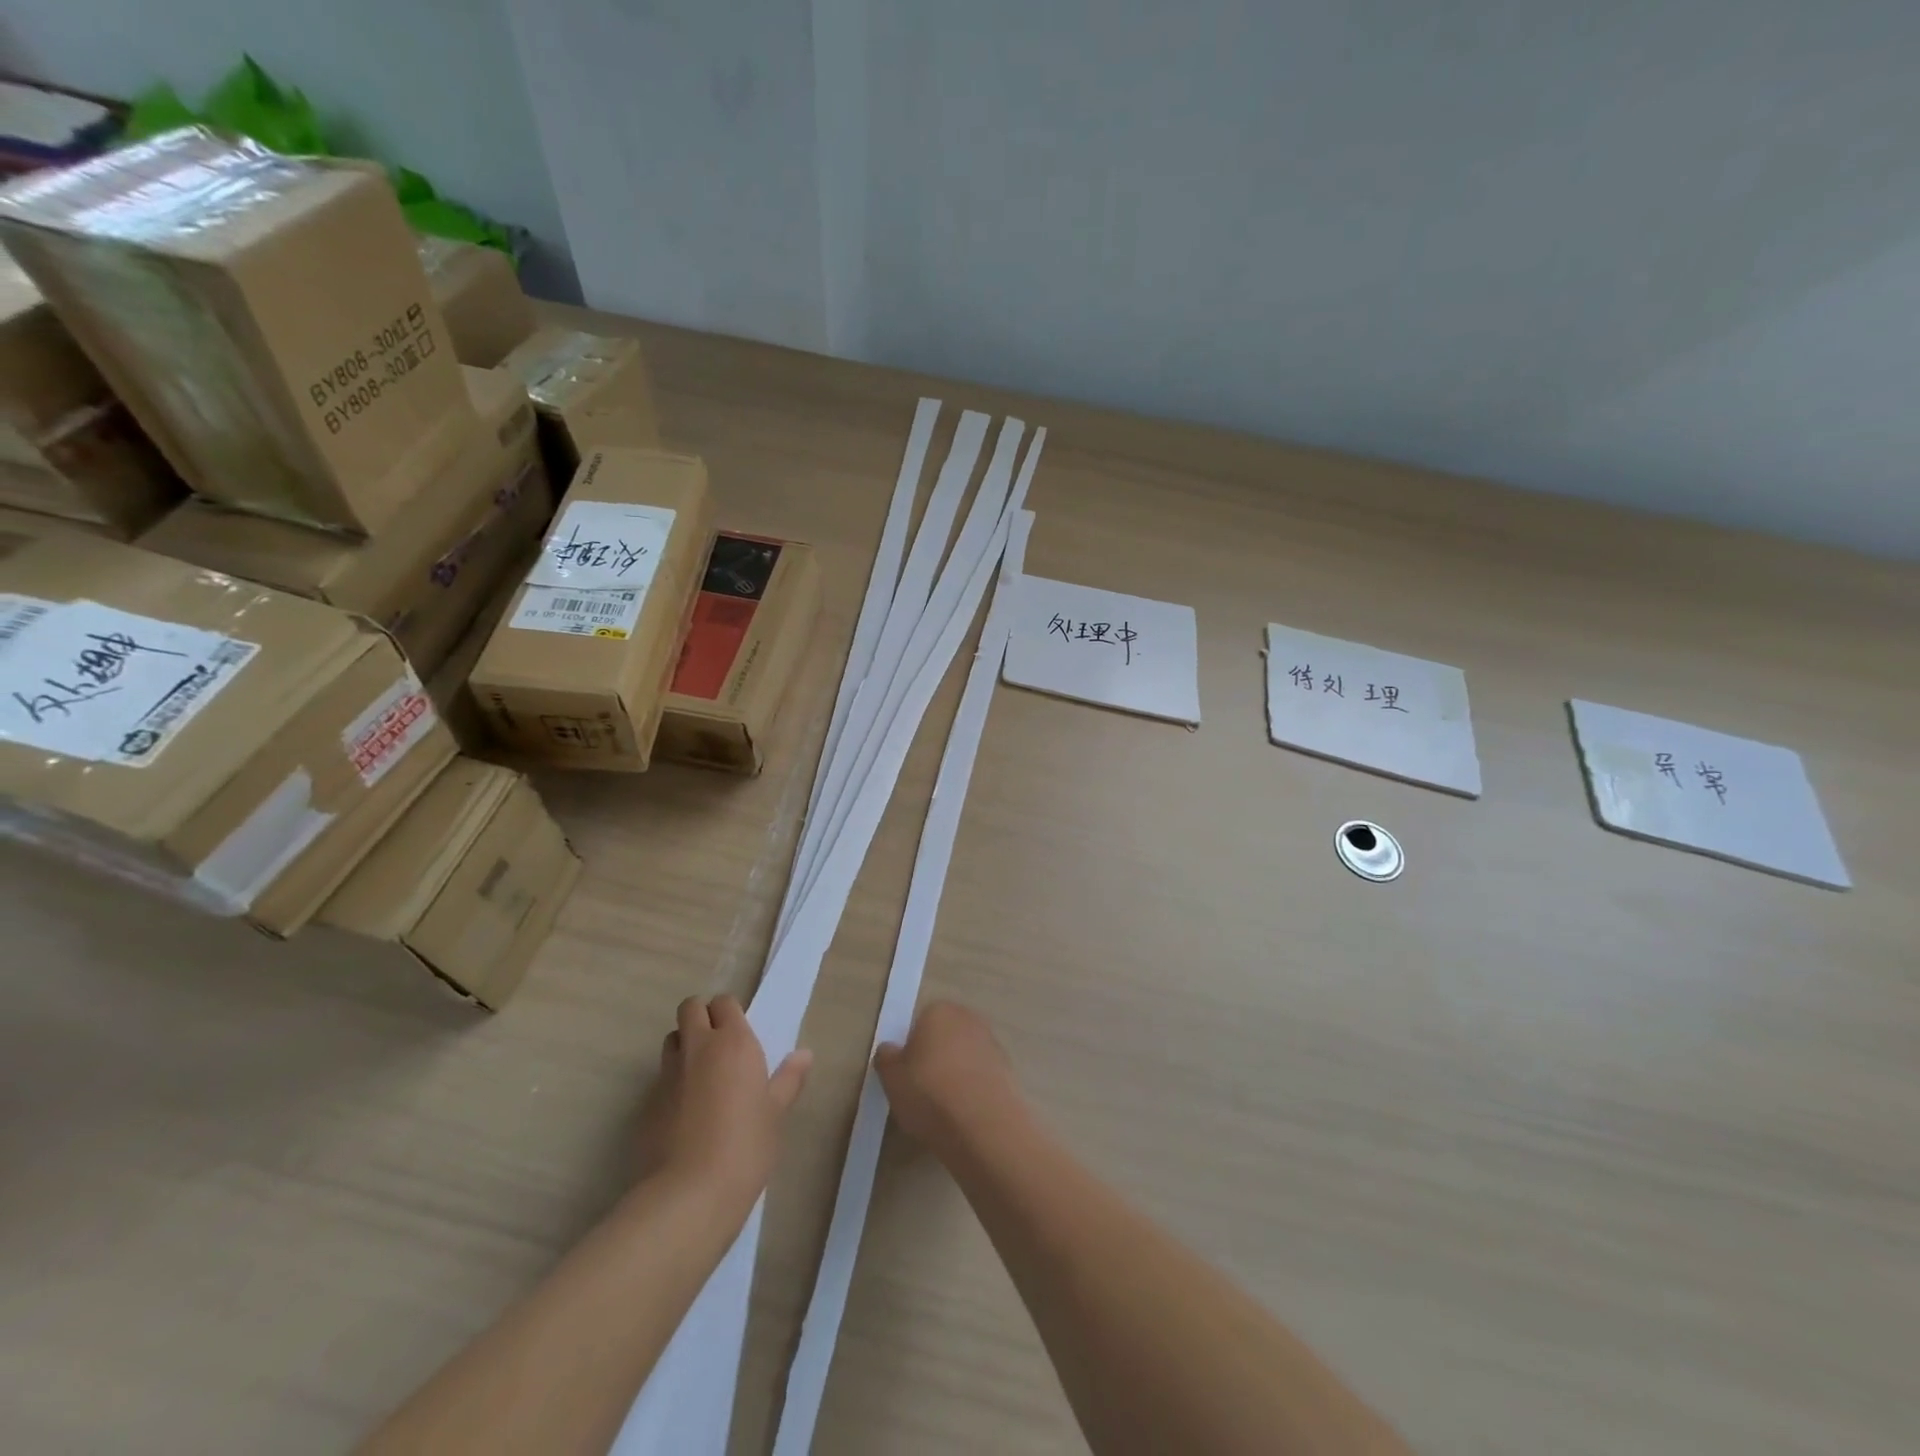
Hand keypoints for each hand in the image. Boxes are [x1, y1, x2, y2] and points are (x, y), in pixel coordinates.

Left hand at [637, 995, 810, 1209]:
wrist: (688, 1195)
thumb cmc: (745, 1147)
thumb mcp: (775, 1113)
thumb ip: (788, 1079)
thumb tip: (804, 1055)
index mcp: (733, 1043)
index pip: (724, 1002)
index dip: (730, 1012)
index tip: (740, 1031)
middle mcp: (697, 1048)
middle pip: (690, 1008)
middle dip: (701, 1016)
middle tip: (719, 1043)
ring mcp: (668, 1075)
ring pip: (672, 1039)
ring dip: (684, 1044)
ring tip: (702, 1073)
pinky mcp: (647, 1104)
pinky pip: (661, 1078)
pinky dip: (672, 1082)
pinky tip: (686, 1112)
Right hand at [874, 1000, 1023, 1151]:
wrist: (985, 1128)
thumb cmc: (930, 1094)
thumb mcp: (891, 1078)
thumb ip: (886, 1058)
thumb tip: (891, 1050)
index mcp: (940, 1011)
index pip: (920, 1023)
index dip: (911, 1049)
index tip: (907, 1076)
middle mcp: (969, 1019)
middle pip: (945, 1037)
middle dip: (936, 1058)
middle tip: (923, 1092)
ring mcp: (993, 1044)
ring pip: (965, 1057)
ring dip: (956, 1075)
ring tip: (945, 1110)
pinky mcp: (1009, 1071)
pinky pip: (981, 1077)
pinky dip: (974, 1090)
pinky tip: (966, 1116)